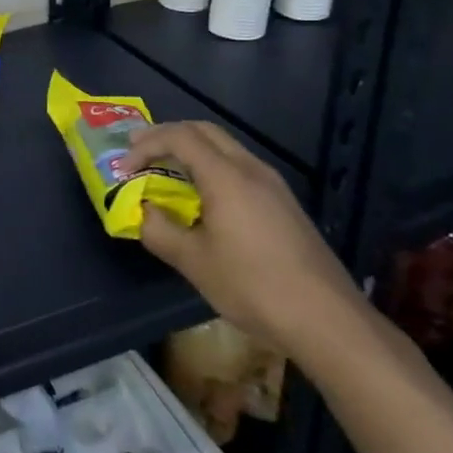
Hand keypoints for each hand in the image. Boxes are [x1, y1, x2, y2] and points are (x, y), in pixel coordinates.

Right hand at [119, 121, 360, 354]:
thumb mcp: (193, 262)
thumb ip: (159, 231)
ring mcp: (272, 185)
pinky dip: (210, 168)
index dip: (145, 146)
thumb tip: (145, 213)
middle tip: (138, 153)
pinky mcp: (283, 204)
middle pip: (203, 131)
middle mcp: (251, 169)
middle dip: (166, 136)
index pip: (179, 137)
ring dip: (190, 152)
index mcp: (226, 176)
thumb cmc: (254, 287)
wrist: (328, 321)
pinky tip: (202, 199)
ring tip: (164, 173)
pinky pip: (239, 168)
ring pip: (224, 147)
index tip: (124, 170)